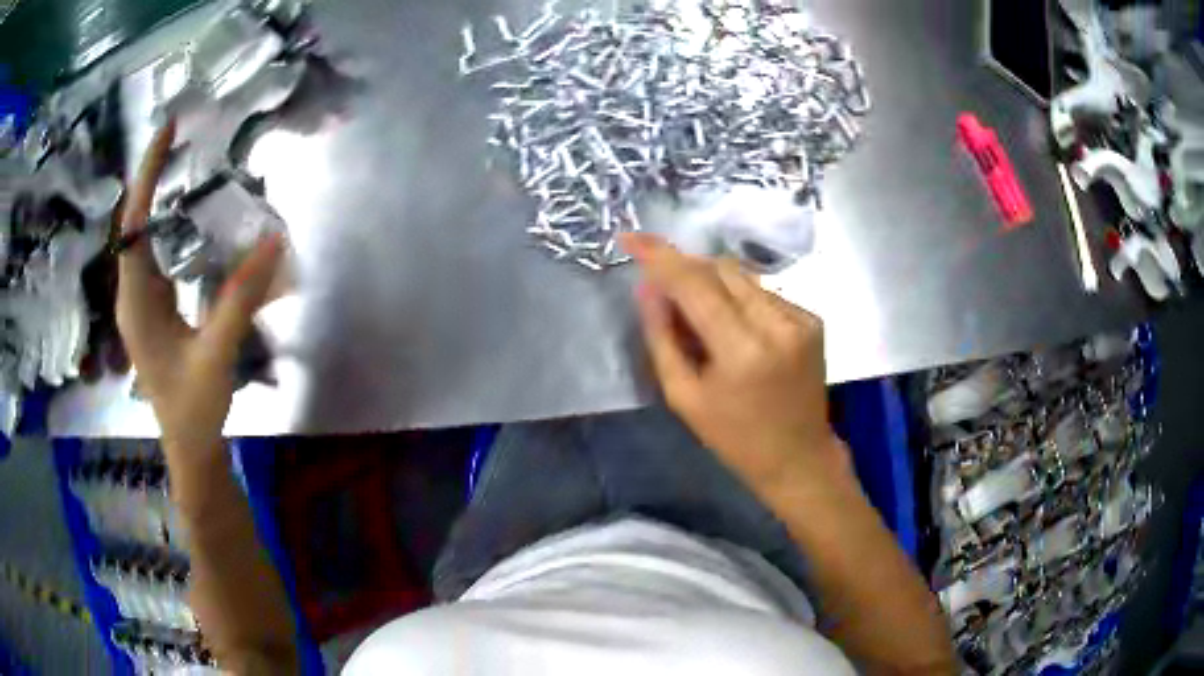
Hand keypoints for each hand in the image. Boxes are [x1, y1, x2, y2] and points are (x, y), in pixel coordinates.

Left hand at [116, 122, 282, 456]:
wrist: (189, 447)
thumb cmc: (194, 409)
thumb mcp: (217, 355)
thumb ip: (240, 298)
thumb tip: (273, 239)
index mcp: (136, 303)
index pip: (133, 225)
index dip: (146, 175)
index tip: (167, 130)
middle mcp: (131, 295)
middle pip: (133, 223)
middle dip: (151, 176)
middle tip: (179, 136)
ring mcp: (140, 303)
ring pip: (141, 237)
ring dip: (157, 197)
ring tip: (181, 161)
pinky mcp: (152, 310)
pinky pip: (154, 255)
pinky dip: (166, 225)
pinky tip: (186, 216)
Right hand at [622, 233, 850, 498]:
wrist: (799, 457)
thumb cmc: (735, 438)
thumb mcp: (684, 397)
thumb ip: (662, 337)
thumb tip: (647, 287)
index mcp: (742, 350)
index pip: (694, 283)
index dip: (659, 255)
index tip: (629, 237)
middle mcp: (777, 323)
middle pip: (720, 268)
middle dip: (685, 270)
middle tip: (665, 293)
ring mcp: (801, 318)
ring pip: (742, 276)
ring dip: (712, 284)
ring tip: (701, 319)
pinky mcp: (812, 319)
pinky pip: (764, 292)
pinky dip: (740, 299)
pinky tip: (735, 330)